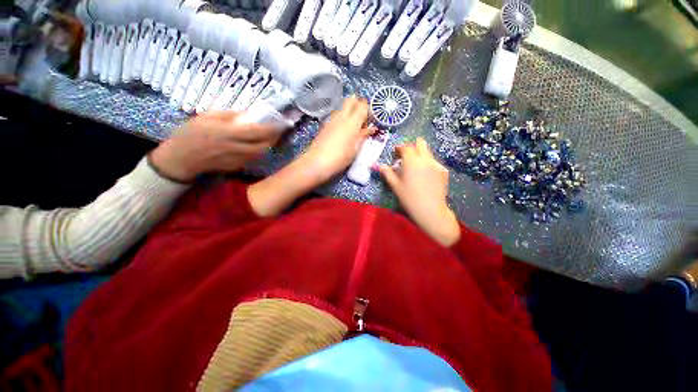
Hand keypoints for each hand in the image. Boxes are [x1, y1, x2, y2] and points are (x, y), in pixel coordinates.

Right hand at [150, 111, 278, 181]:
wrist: (181, 158)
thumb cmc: (190, 134)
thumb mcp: (206, 118)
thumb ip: (228, 116)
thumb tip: (248, 115)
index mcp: (226, 133)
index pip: (256, 131)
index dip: (272, 128)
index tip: (283, 123)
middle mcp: (234, 148)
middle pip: (263, 145)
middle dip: (274, 138)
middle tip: (279, 131)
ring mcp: (236, 160)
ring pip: (260, 154)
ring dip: (268, 145)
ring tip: (271, 137)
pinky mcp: (236, 167)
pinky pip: (253, 159)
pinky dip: (259, 152)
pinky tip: (258, 145)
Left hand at [302, 96, 373, 181]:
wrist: (317, 162)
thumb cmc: (340, 158)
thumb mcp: (355, 149)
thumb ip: (363, 136)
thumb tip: (371, 129)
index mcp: (352, 122)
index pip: (362, 106)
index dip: (368, 110)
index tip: (370, 120)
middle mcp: (341, 117)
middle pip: (351, 100)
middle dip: (358, 105)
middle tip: (362, 119)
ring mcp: (331, 120)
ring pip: (342, 107)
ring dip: (349, 112)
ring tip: (353, 127)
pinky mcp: (325, 125)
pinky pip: (336, 116)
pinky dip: (342, 119)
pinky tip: (342, 132)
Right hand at [379, 138, 460, 246]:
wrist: (430, 210)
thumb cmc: (409, 198)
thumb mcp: (395, 185)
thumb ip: (387, 173)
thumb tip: (380, 166)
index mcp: (412, 161)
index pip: (406, 147)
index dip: (399, 147)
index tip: (395, 152)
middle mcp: (425, 159)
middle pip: (421, 143)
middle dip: (413, 146)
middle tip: (406, 156)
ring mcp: (436, 164)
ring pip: (428, 153)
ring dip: (420, 155)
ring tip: (415, 168)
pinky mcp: (444, 171)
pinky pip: (434, 162)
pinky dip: (428, 164)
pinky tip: (425, 176)